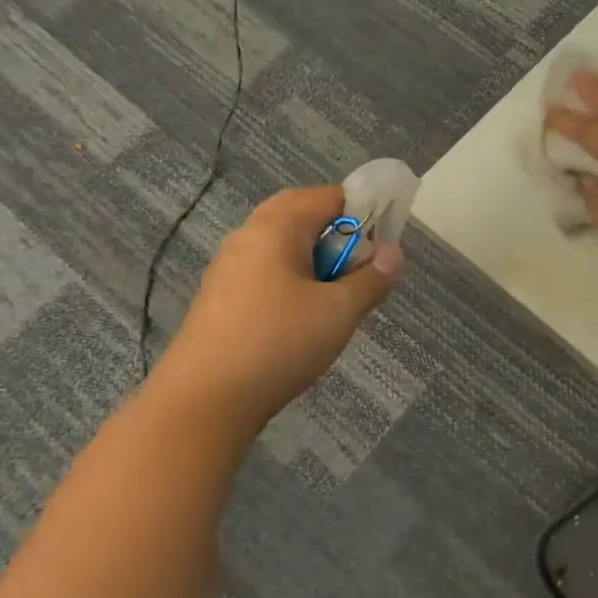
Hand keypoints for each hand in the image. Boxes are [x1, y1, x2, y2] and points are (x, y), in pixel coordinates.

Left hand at [161, 186, 403, 432]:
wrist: (204, 401)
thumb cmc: (278, 344)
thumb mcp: (339, 312)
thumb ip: (371, 279)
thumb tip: (394, 253)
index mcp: (276, 229)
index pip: (328, 196)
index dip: (363, 211)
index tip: (384, 242)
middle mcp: (247, 237)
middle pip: (299, 214)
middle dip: (336, 232)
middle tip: (360, 264)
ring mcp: (228, 267)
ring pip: (280, 245)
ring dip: (313, 258)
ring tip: (336, 294)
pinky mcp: (220, 297)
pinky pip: (264, 270)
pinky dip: (291, 278)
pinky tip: (302, 316)